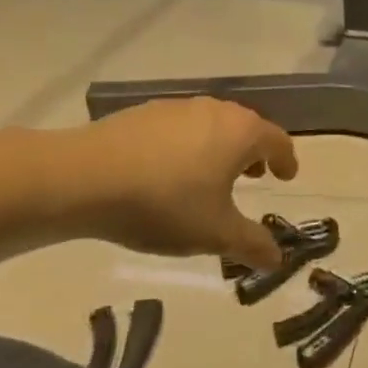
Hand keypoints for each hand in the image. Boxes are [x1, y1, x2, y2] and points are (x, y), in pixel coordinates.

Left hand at [63, 99, 297, 265]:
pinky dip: (186, 147)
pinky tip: (167, 172)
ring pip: (211, 126)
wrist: (81, 178)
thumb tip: (277, 259)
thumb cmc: (164, 203)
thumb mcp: (214, 234)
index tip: (286, 176)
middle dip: (254, 153)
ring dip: (219, 148)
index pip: (278, 141)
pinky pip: (179, 129)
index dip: (286, 161)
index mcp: (242, 133)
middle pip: (246, 128)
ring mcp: (176, 108)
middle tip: (253, 177)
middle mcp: (215, 111)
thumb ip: (251, 244)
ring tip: (209, 177)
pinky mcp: (141, 114)